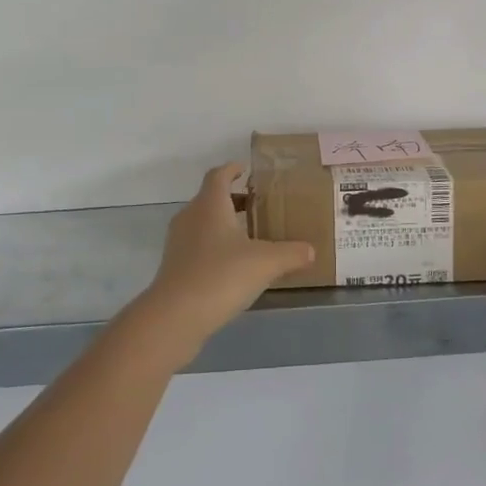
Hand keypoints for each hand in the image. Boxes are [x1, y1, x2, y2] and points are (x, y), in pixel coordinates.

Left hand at [126, 164, 314, 360]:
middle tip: (258, 205)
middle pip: (210, 198)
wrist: (175, 316)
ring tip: (250, 236)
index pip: (218, 175)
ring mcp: (178, 243)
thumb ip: (291, 253)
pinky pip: (198, 246)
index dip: (232, 169)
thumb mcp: (266, 263)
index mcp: (210, 205)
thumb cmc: (221, 276)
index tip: (246, 169)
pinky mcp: (175, 267)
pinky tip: (234, 266)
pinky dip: (215, 247)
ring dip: (224, 224)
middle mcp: (190, 217)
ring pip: (203, 223)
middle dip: (233, 199)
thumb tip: (311, 250)